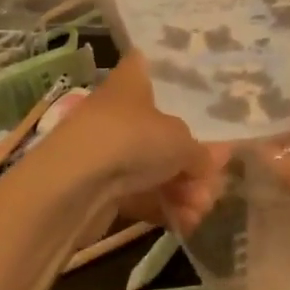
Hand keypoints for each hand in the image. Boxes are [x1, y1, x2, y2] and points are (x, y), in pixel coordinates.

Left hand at [40, 53, 221, 224]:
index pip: (152, 65)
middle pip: (164, 132)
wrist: (74, 185)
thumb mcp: (181, 141)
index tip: (203, 97)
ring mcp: (109, 151)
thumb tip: (215, 161)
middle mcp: (119, 112)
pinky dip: (164, 208)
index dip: (176, 78)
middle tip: (212, 183)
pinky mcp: (102, 188)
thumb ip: (202, 152)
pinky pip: (141, 194)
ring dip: (183, 191)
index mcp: (133, 82)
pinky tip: (186, 224)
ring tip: (200, 210)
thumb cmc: (132, 138)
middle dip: (193, 162)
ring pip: (155, 168)